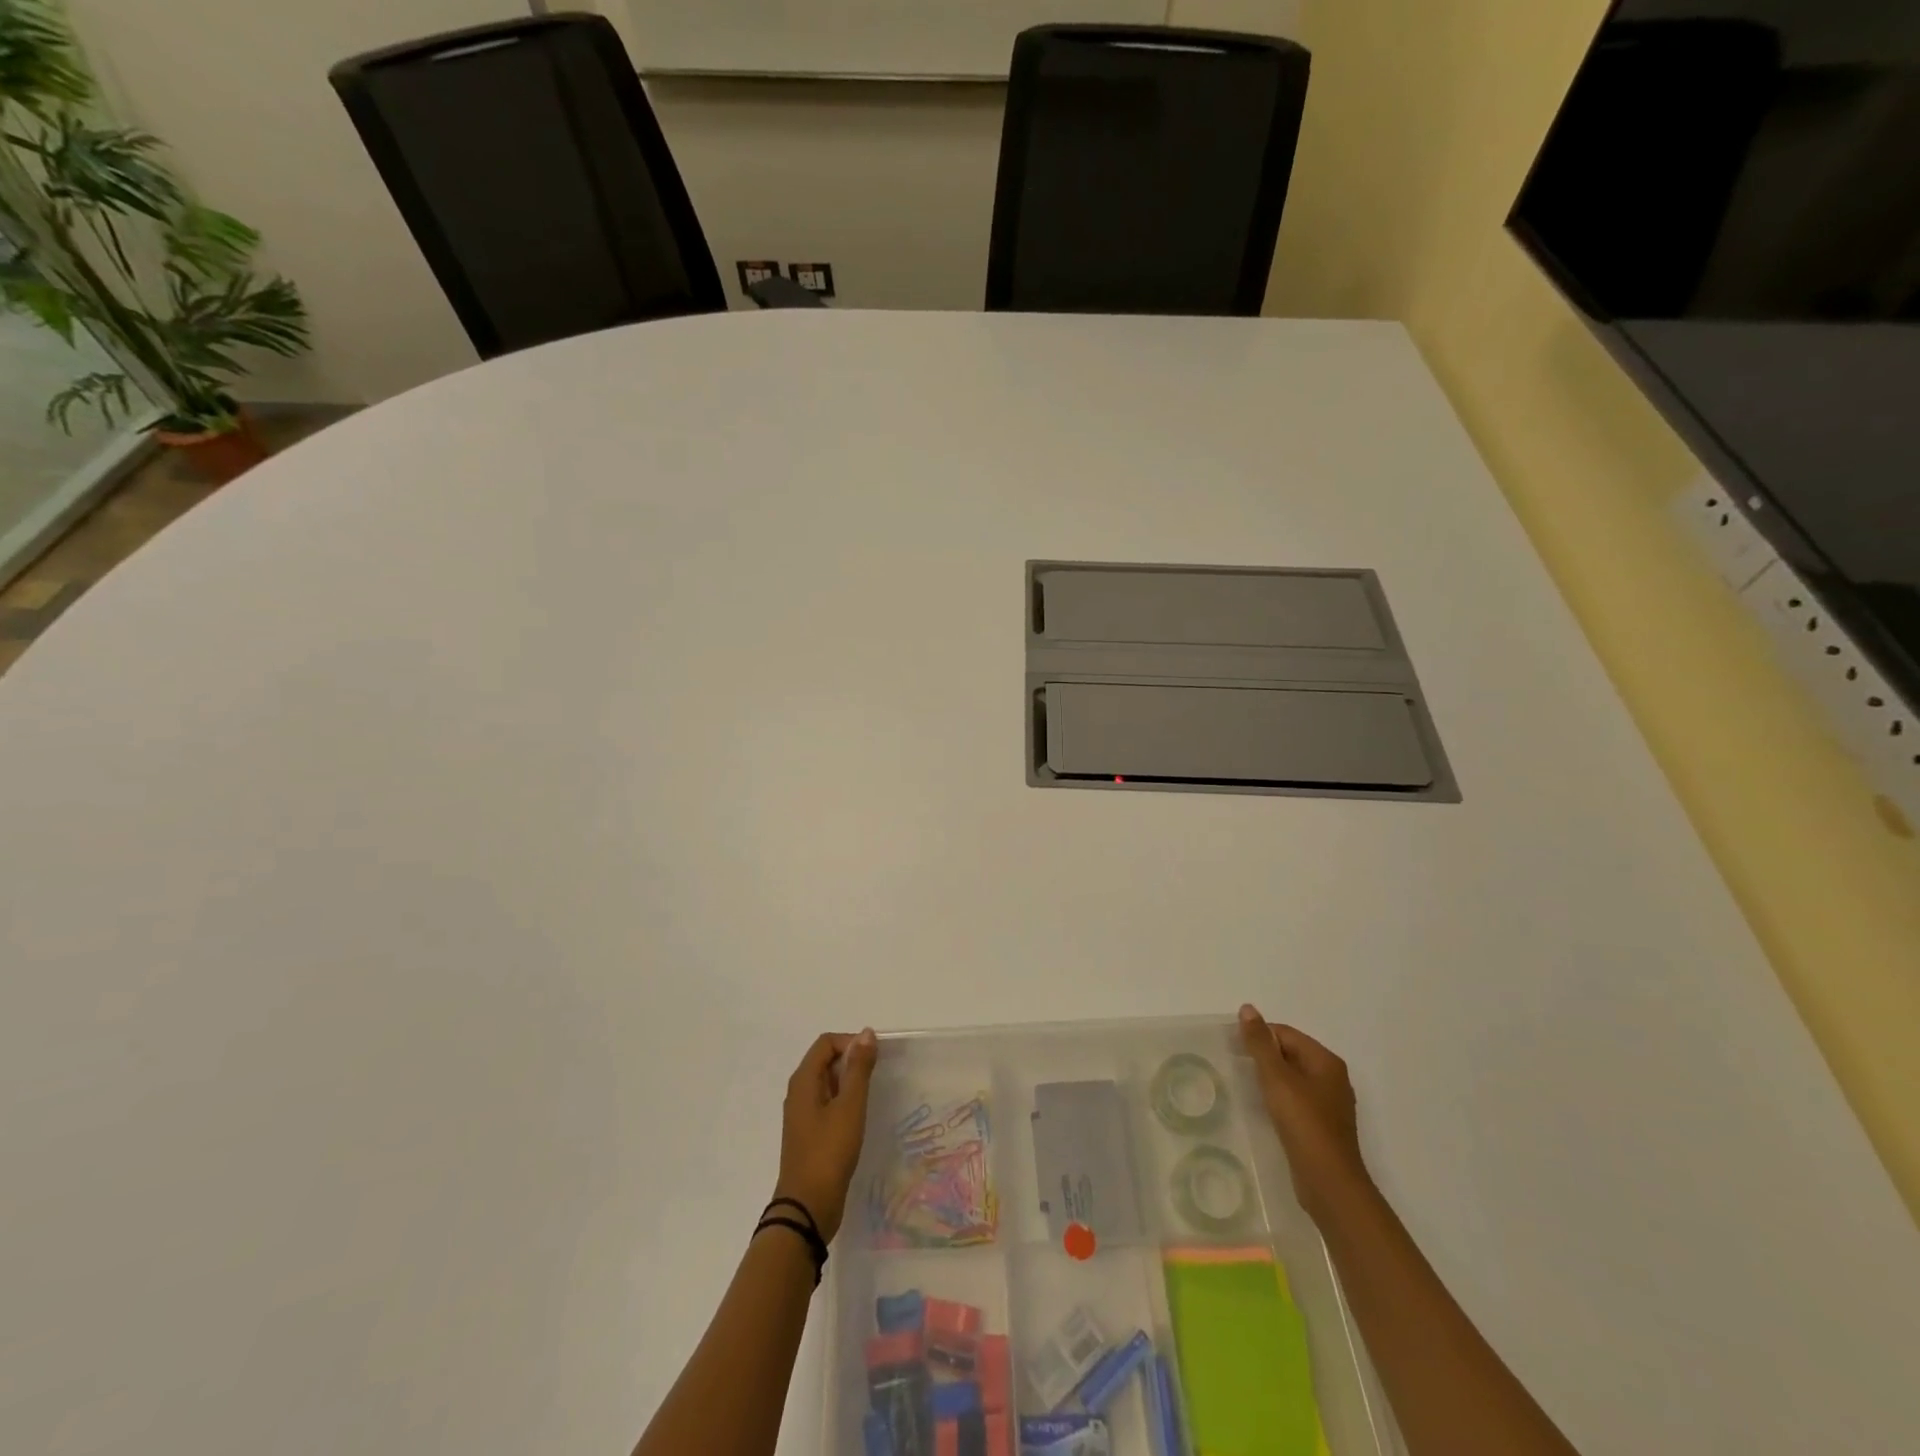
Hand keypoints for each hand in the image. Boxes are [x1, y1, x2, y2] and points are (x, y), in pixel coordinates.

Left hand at [773, 1029, 877, 1243]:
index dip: (851, 1042)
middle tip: (877, 1076)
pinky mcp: (809, 1133)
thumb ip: (858, 1068)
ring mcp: (802, 1114)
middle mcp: (798, 1092)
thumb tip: (866, 1033)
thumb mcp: (850, 1106)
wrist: (807, 1208)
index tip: (874, 1058)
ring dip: (849, 1082)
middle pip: (825, 1060)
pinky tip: (859, 1118)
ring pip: (827, 1083)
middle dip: (852, 1061)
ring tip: (872, 1096)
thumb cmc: (829, 1152)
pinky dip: (843, 1101)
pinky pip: (827, 1103)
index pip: (826, 1043)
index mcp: (803, 1080)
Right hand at [1239, 1005, 1370, 1220]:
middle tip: (1235, 1066)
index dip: (1259, 1037)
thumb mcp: (1276, 1078)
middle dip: (1263, 1057)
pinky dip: (1278, 1099)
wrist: (1329, 1183)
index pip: (1285, 1033)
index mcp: (1326, 1061)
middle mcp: (1332, 1078)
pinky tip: (1263, 1109)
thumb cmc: (1303, 1123)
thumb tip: (1248, 1008)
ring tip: (1245, 1086)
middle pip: (1290, 1054)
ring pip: (1292, 1078)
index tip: (1233, 1049)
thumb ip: (1260, 1043)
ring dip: (1269, 1079)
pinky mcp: (1322, 1126)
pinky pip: (1296, 1100)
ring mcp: (1329, 1104)